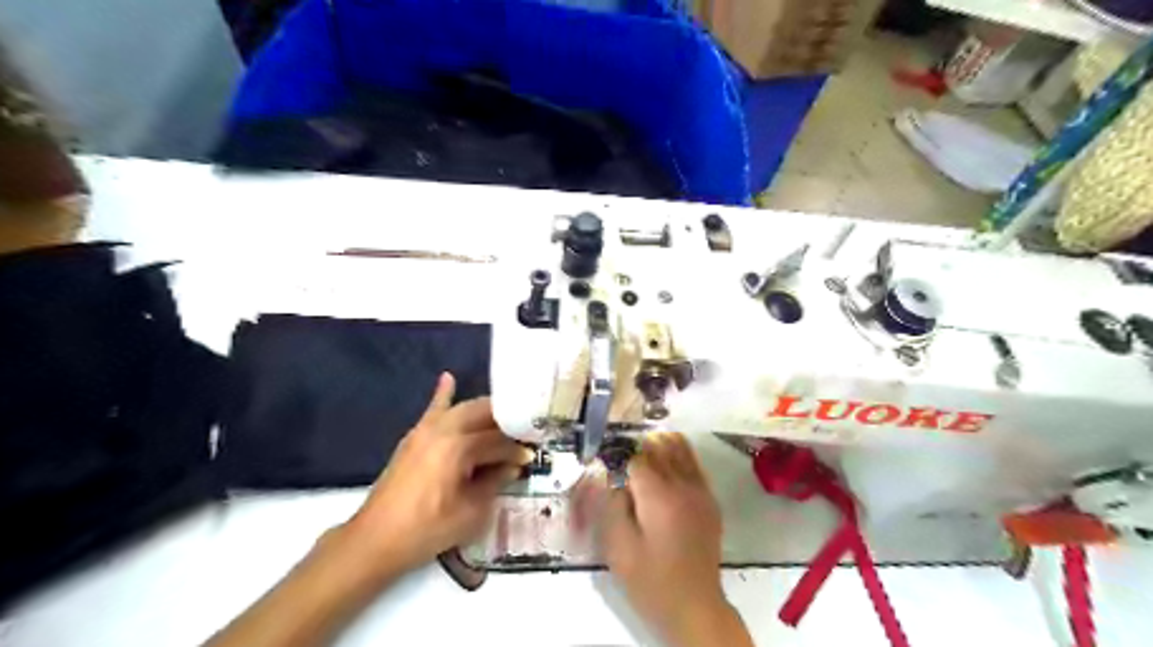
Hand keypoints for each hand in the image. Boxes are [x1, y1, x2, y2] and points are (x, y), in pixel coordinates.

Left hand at [336, 373, 528, 575]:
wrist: (375, 540)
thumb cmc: (426, 531)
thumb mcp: (471, 513)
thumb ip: (495, 483)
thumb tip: (513, 467)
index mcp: (459, 448)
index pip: (498, 441)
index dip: (516, 450)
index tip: (530, 457)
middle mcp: (444, 430)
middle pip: (483, 415)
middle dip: (506, 422)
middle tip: (522, 435)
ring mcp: (425, 430)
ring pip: (463, 409)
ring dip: (485, 411)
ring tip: (504, 418)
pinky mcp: (414, 437)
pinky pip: (432, 410)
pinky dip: (443, 394)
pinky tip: (449, 378)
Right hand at [582, 432, 753, 646]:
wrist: (693, 605)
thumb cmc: (650, 579)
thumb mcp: (618, 547)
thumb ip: (611, 505)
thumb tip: (611, 477)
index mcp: (658, 495)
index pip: (636, 458)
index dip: (619, 457)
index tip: (608, 465)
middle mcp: (682, 485)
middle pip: (660, 447)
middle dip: (639, 447)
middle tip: (623, 459)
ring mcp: (700, 491)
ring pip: (681, 449)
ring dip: (661, 445)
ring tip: (644, 452)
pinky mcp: (709, 500)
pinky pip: (694, 464)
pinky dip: (679, 455)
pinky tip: (667, 464)